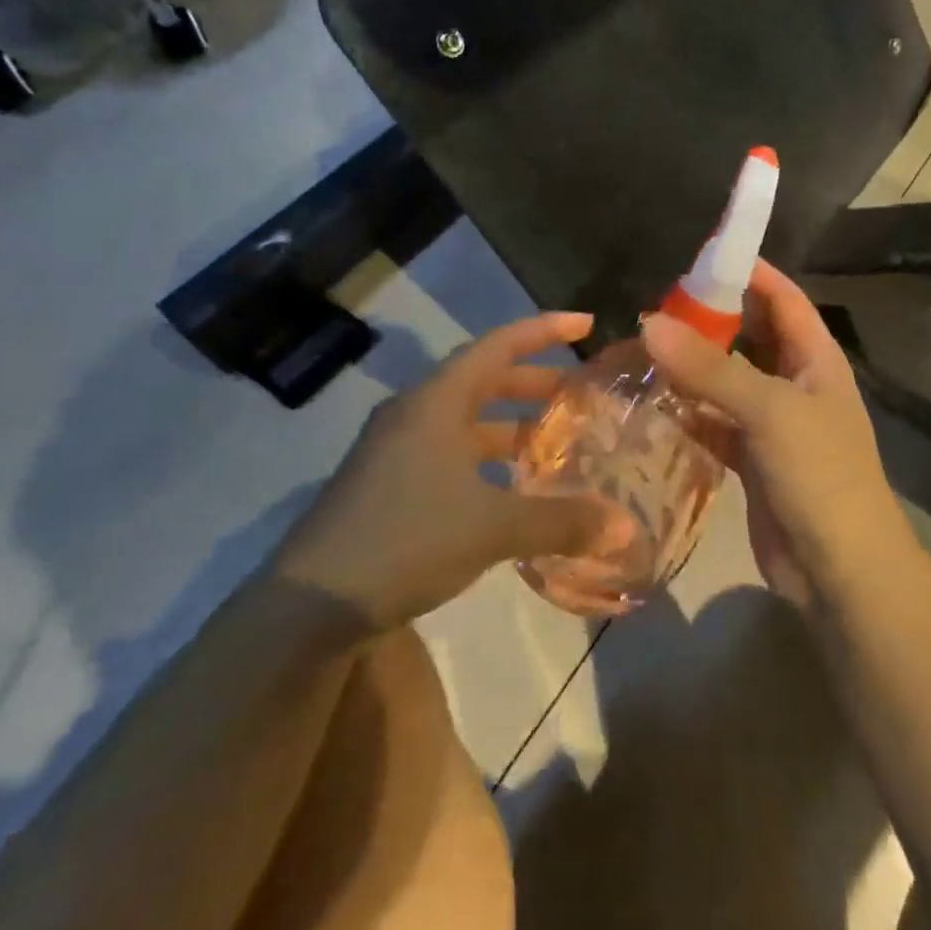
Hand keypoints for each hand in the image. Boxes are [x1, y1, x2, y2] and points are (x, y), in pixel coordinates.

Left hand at [272, 313, 634, 631]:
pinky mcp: (387, 484)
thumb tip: (624, 528)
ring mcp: (396, 449)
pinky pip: (450, 453)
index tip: (586, 324)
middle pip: (485, 379)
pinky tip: (511, 490)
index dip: (545, 330)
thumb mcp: (492, 527)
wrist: (307, 606)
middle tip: (580, 393)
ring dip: (511, 425)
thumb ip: (562, 522)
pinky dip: (487, 460)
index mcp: (437, 401)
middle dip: (535, 382)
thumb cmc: (405, 540)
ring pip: (467, 421)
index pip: (499, 344)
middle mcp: (415, 413)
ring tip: (555, 442)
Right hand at [642, 261, 909, 609]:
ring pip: (728, 379)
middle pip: (750, 335)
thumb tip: (649, 322)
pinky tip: (653, 401)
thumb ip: (710, 367)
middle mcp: (796, 382)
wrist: (841, 572)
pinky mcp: (753, 459)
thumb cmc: (820, 475)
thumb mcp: (769, 411)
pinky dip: (688, 411)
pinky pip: (715, 421)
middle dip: (710, 318)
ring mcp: (774, 423)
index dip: (747, 272)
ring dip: (693, 366)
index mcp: (816, 358)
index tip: (698, 256)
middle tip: (655, 304)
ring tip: (643, 346)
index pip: (782, 297)